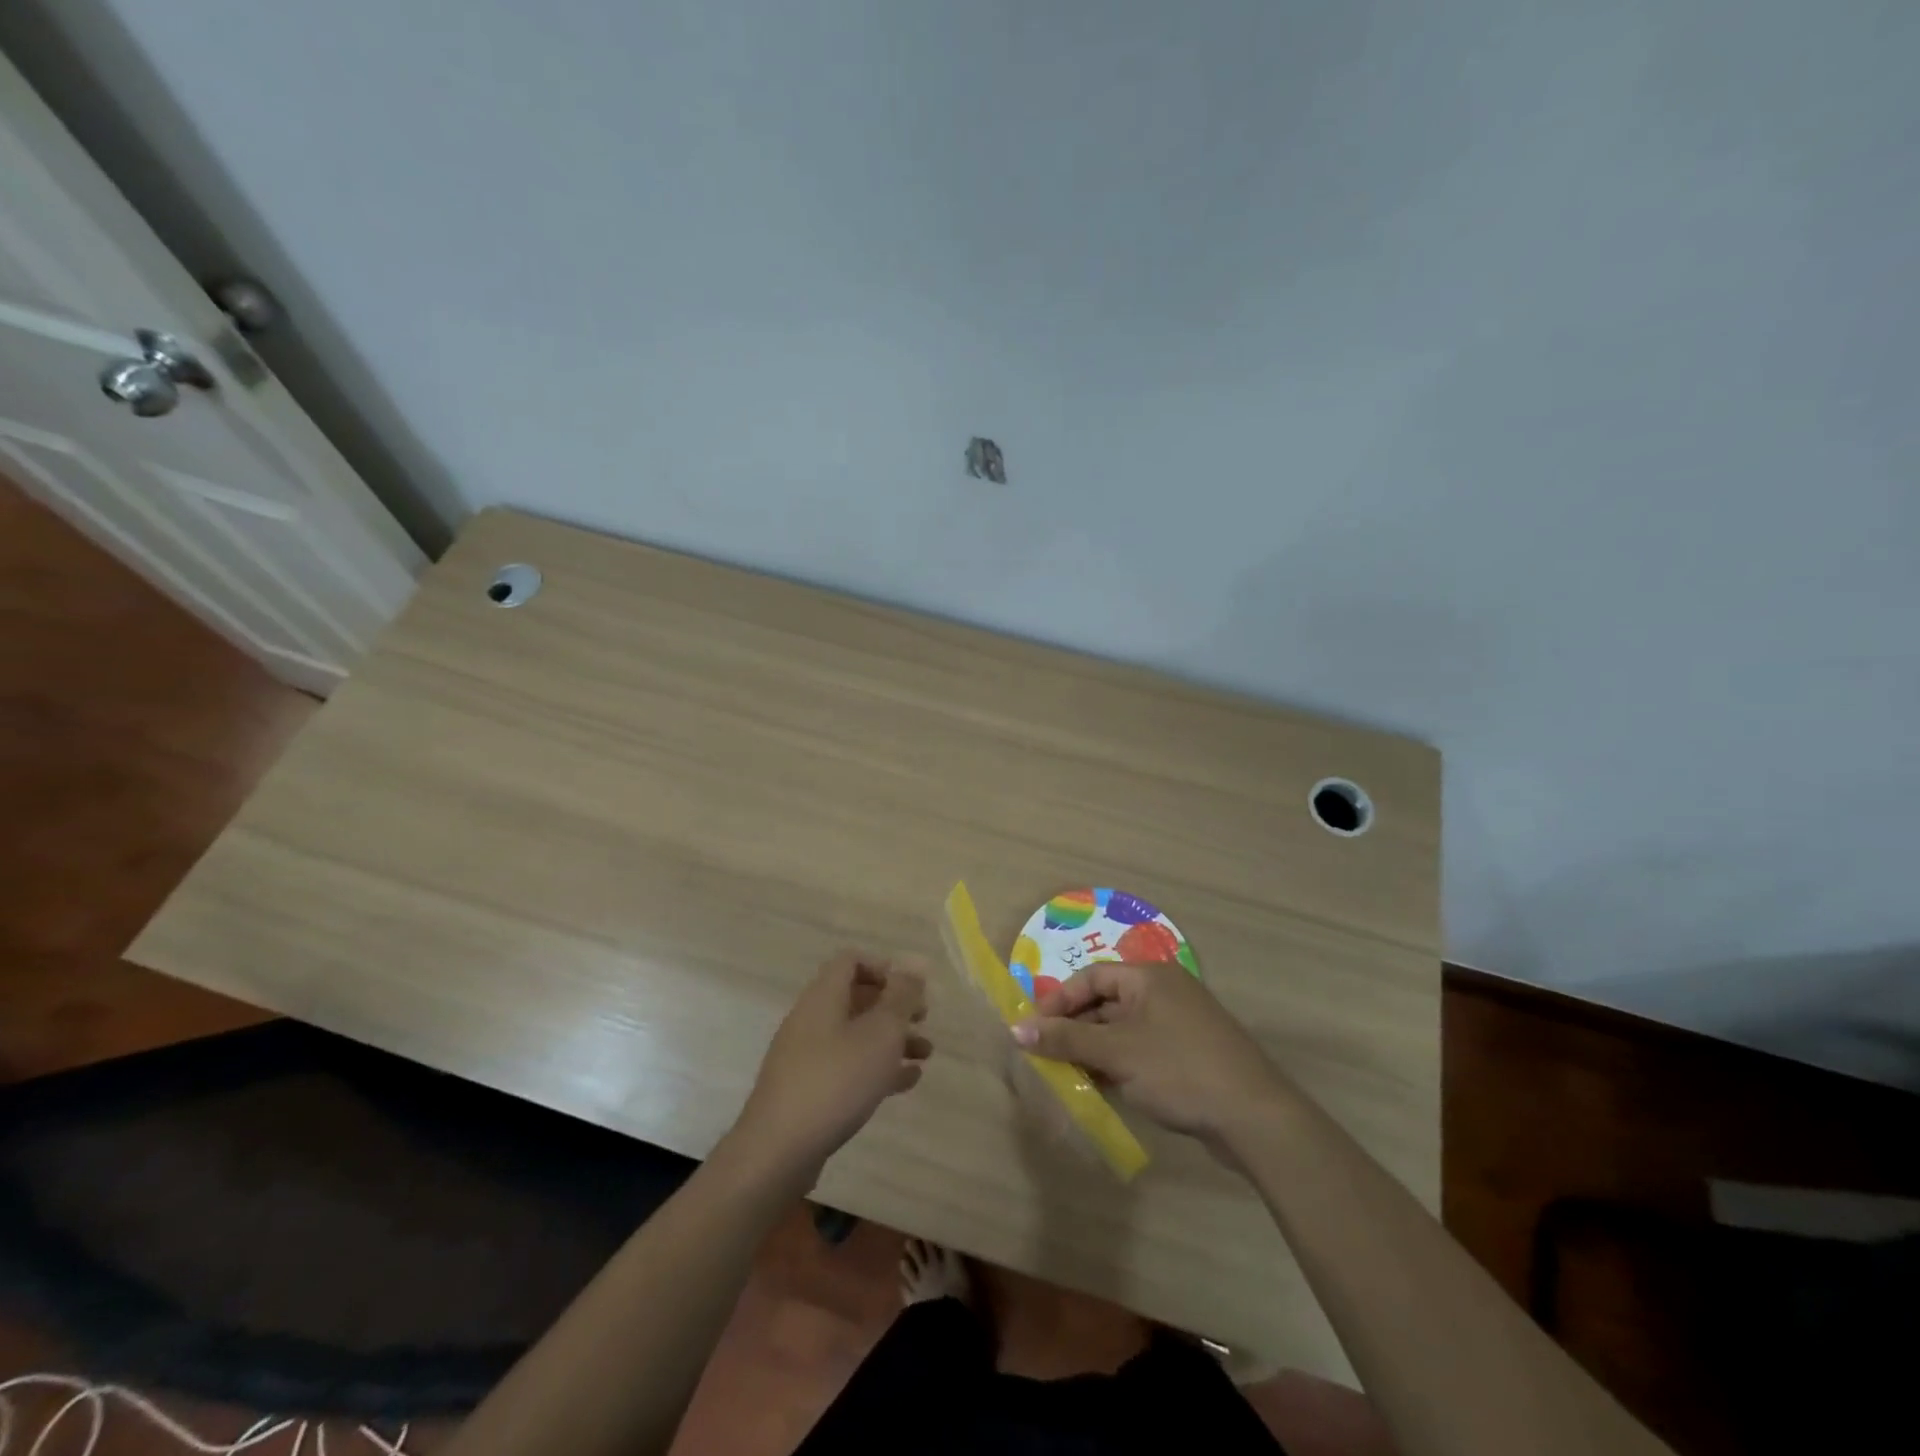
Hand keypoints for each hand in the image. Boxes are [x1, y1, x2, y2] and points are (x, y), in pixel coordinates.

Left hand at [731, 951, 930, 1180]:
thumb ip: (901, 997)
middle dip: (893, 1006)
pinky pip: (847, 1067)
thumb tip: (915, 965)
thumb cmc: (836, 1080)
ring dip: (891, 1039)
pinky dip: (876, 1067)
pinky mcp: (807, 1090)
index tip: (910, 989)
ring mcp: (806, 1057)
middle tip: (923, 1019)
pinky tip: (906, 1082)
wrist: (779, 1151)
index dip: (882, 967)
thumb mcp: (880, 1033)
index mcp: (823, 997)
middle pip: (855, 998)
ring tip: (925, 1054)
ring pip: (855, 1035)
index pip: (850, 961)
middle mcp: (811, 1019)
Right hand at [1012, 962, 1286, 1151]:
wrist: (1255, 1118)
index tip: (1034, 1030)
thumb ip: (1066, 1040)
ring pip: (1123, 1029)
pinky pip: (1142, 1049)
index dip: (1059, 1001)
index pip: (1091, 978)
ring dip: (1095, 1050)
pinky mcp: (1190, 1055)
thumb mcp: (1116, 1053)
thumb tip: (1016, 1029)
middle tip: (1047, 1056)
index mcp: (1149, 978)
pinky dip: (1119, 1064)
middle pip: (1106, 1002)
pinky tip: (1103, 1088)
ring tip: (1068, 1076)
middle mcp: (1165, 992)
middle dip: (1075, 1029)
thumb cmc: (1179, 1070)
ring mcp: (1180, 1024)